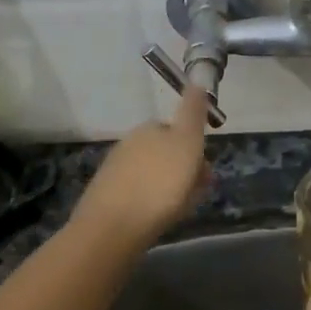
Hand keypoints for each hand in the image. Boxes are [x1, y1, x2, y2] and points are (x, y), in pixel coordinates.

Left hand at [70, 86, 211, 254]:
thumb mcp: (187, 142)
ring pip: (154, 174)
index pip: (178, 129)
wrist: (113, 228)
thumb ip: (193, 112)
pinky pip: (140, 194)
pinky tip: (156, 219)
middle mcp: (131, 143)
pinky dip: (151, 202)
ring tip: (178, 210)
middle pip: (167, 153)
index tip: (204, 170)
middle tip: (196, 192)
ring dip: (169, 187)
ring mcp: (116, 170)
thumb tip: (196, 81)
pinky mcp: (107, 197)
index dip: (195, 149)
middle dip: (183, 169)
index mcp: (149, 129)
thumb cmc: (160, 183)